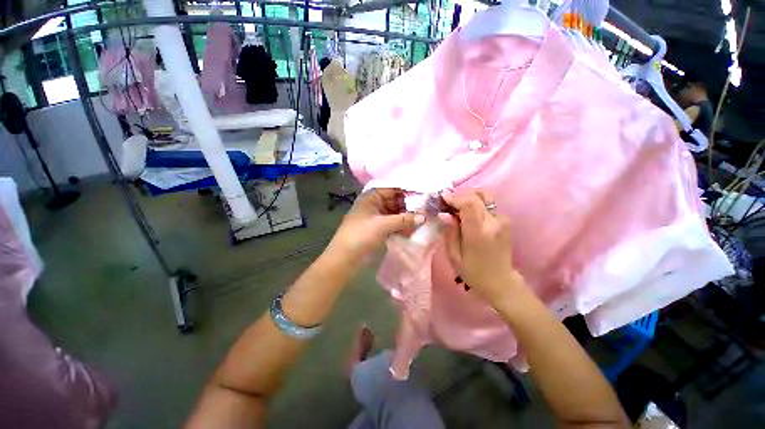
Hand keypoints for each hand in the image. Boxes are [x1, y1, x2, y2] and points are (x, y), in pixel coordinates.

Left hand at [329, 189, 424, 260]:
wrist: (344, 259)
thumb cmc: (361, 236)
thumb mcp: (383, 225)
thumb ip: (404, 219)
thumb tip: (424, 217)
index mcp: (371, 197)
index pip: (394, 190)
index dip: (409, 192)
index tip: (426, 196)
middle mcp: (375, 205)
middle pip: (396, 202)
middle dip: (410, 207)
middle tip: (428, 211)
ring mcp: (377, 218)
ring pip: (396, 214)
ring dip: (407, 218)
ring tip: (423, 221)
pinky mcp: (379, 229)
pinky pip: (394, 224)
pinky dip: (402, 226)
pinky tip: (413, 230)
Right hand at [439, 190, 522, 307]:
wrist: (500, 282)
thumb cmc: (473, 272)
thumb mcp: (454, 256)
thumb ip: (450, 232)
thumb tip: (444, 213)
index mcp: (479, 232)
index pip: (469, 203)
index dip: (455, 197)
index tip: (442, 198)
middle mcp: (494, 222)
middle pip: (479, 195)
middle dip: (461, 194)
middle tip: (448, 202)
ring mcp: (502, 220)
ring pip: (485, 196)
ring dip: (469, 197)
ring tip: (457, 207)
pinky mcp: (505, 221)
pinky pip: (488, 204)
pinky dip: (476, 203)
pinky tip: (467, 213)